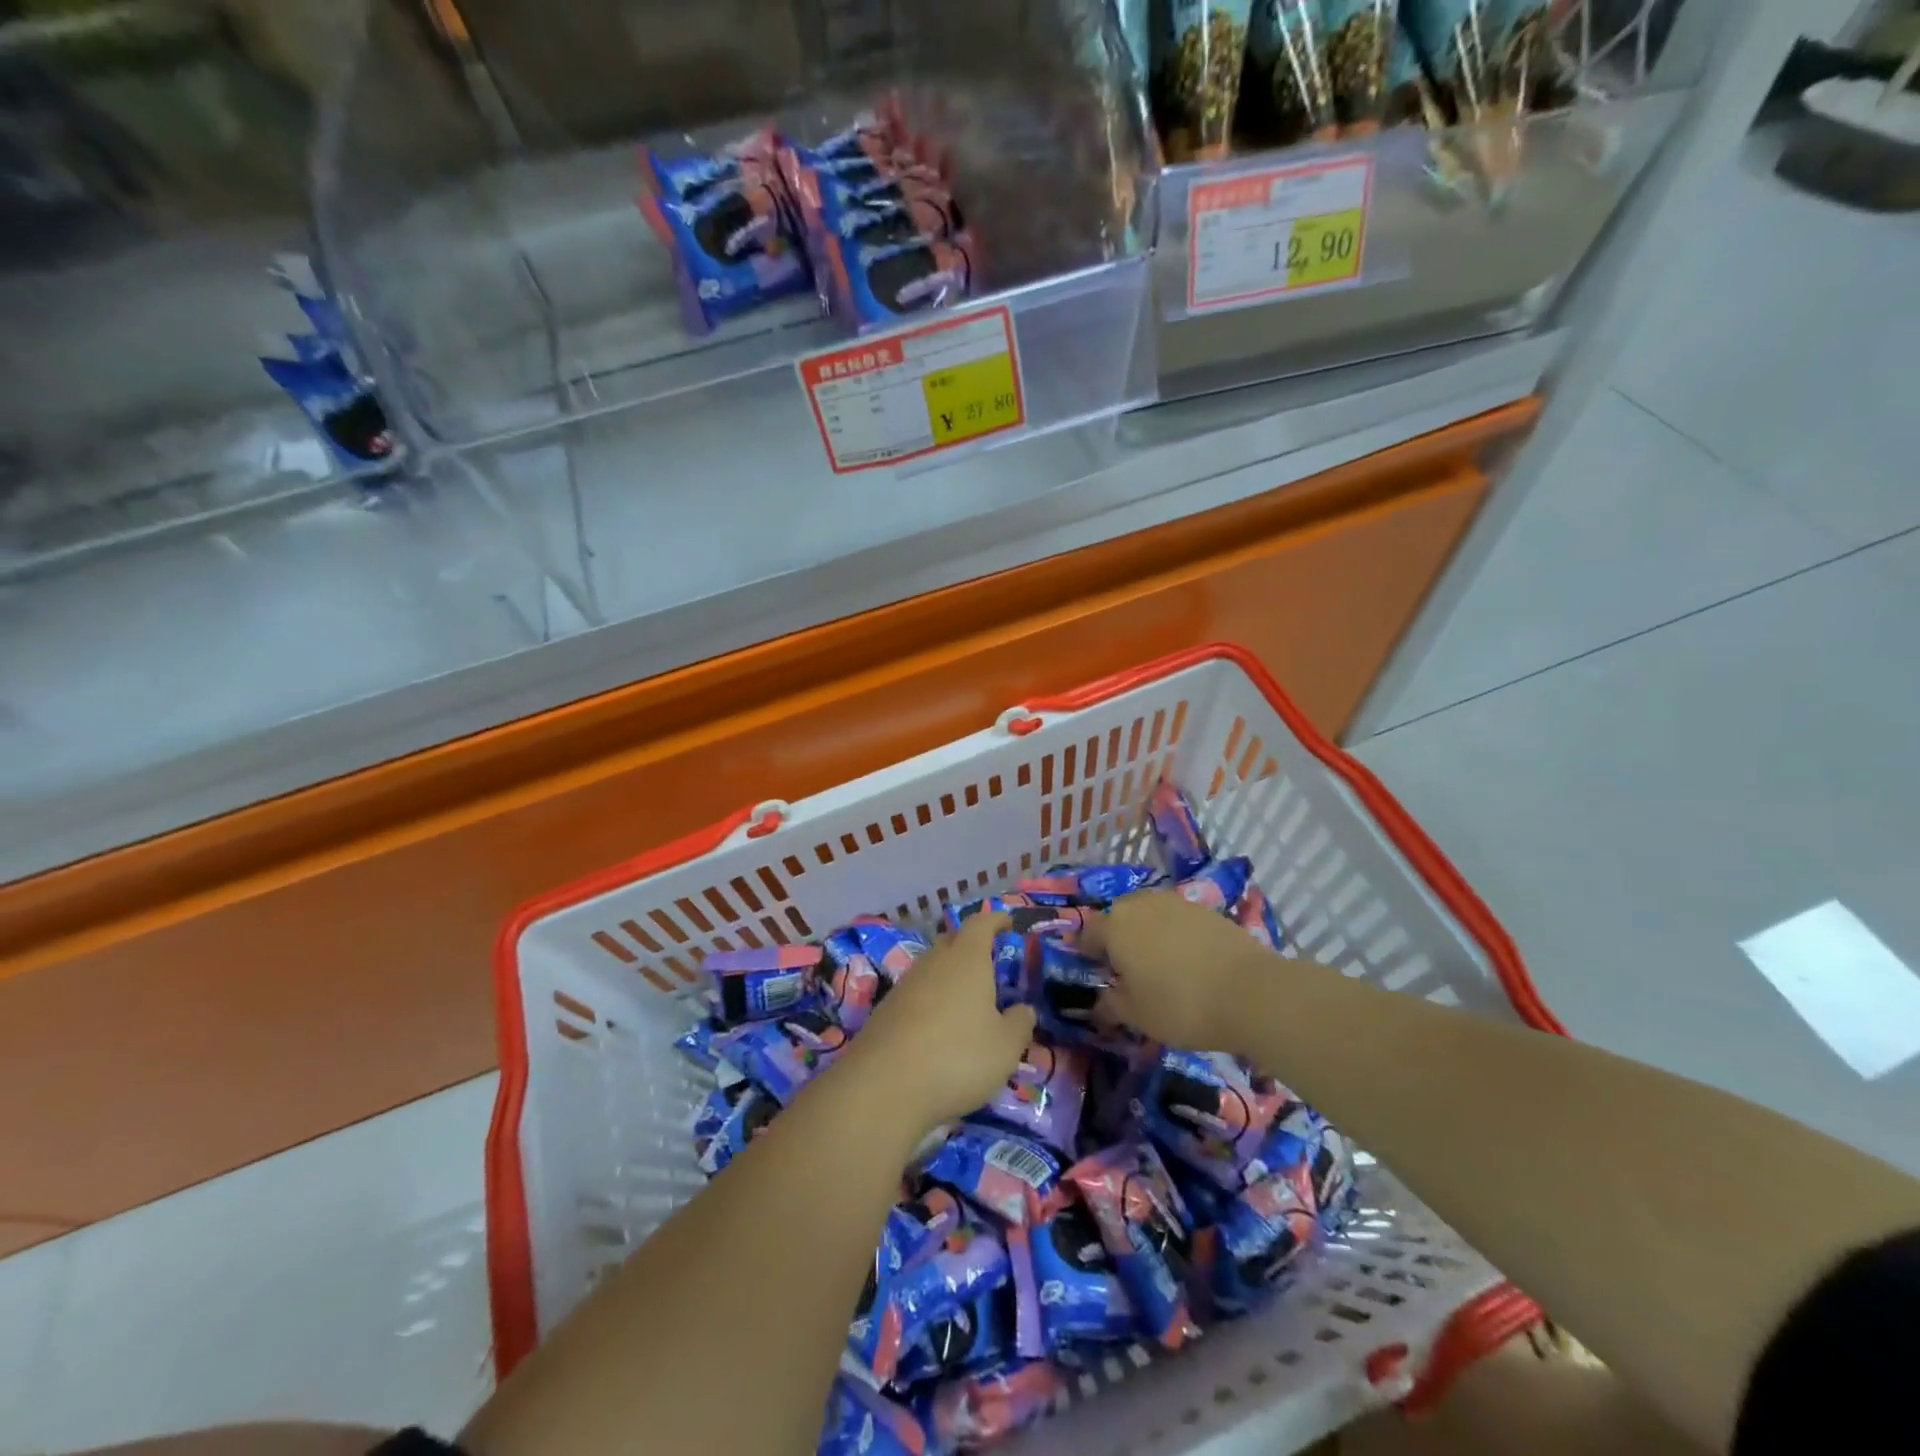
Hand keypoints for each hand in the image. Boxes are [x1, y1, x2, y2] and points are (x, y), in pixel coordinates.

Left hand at [848, 913, 1036, 1131]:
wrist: (883, 1086)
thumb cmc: (957, 1057)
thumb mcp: (1005, 1047)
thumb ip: (1019, 1024)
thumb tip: (1024, 1010)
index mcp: (966, 959)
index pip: (980, 924)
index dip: (994, 920)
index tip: (1006, 922)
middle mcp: (933, 962)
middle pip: (952, 941)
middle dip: (970, 945)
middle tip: (989, 962)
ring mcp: (905, 985)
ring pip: (932, 968)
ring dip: (949, 975)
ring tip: (966, 999)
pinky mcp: (885, 1010)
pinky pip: (915, 993)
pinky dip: (930, 1000)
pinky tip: (938, 1027)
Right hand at [1079, 891, 1267, 1050]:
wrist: (1252, 992)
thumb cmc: (1181, 1005)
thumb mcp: (1137, 1016)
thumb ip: (1111, 1004)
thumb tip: (1100, 1000)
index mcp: (1115, 926)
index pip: (1088, 932)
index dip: (1087, 952)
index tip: (1096, 973)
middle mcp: (1141, 904)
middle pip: (1119, 917)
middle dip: (1117, 939)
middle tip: (1127, 970)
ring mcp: (1175, 902)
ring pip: (1149, 914)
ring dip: (1147, 934)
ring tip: (1158, 965)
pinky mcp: (1205, 909)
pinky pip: (1176, 919)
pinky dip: (1174, 935)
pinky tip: (1187, 960)